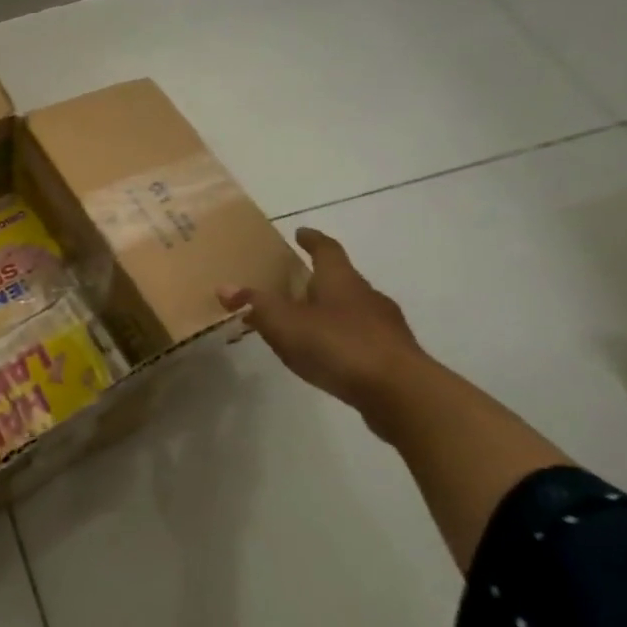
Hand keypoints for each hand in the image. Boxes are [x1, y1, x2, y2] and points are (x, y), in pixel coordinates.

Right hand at [218, 228, 428, 414]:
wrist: (401, 393)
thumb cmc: (338, 345)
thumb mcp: (284, 323)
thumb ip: (255, 304)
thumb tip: (224, 287)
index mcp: (341, 280)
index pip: (326, 249)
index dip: (312, 240)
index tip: (300, 233)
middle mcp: (367, 295)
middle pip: (340, 279)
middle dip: (316, 280)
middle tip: (290, 285)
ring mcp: (385, 326)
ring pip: (351, 310)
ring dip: (327, 312)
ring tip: (301, 325)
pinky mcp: (394, 356)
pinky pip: (360, 338)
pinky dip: (340, 339)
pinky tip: (325, 355)